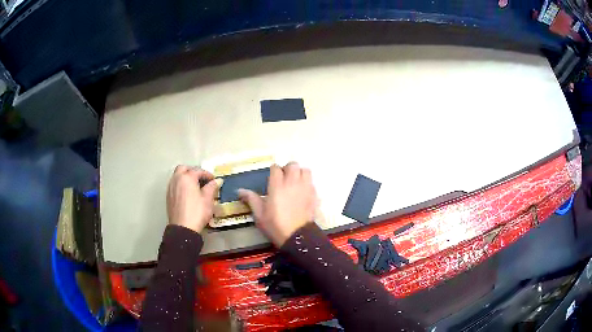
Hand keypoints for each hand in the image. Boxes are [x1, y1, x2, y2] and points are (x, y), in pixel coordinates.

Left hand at [167, 165, 217, 232]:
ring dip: (185, 177)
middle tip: (201, 178)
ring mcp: (171, 188)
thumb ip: (212, 187)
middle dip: (192, 171)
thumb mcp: (208, 199)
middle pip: (183, 168)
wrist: (183, 228)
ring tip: (195, 186)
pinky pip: (174, 184)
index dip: (207, 174)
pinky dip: (181, 185)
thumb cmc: (197, 212)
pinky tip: (187, 194)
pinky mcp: (168, 196)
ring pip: (177, 176)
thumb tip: (217, 181)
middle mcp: (177, 179)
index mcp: (187, 178)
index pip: (198, 171)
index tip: (214, 180)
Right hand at [239, 162, 316, 246]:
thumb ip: (251, 199)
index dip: (273, 170)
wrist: (297, 236)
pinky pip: (312, 182)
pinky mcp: (314, 195)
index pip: (276, 168)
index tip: (272, 176)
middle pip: (292, 165)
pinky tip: (303, 191)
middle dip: (288, 168)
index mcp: (277, 186)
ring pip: (305, 170)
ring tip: (295, 181)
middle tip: (284, 177)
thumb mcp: (259, 214)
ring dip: (300, 173)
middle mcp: (292, 183)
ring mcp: (305, 188)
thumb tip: (240, 190)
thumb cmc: (275, 225)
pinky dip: (307, 183)